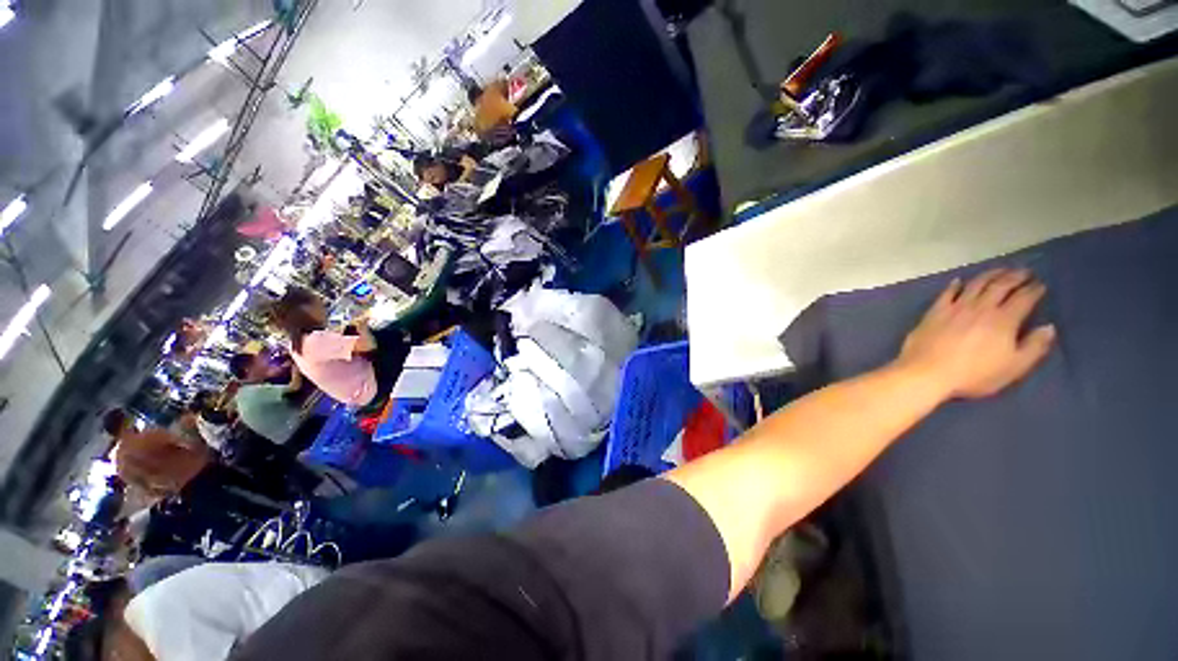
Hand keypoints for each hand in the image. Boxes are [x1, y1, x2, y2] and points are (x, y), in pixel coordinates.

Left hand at [896, 269, 1055, 399]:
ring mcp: (955, 308)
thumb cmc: (974, 374)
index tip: (1041, 284)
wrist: (927, 372)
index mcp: (1003, 320)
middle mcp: (980, 308)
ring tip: (1000, 270)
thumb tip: (1049, 327)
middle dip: (1015, 276)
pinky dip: (954, 285)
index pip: (1023, 298)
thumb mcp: (1013, 367)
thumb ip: (1034, 347)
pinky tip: (958, 280)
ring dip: (990, 274)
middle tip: (1025, 271)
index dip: (1034, 290)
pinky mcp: (934, 312)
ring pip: (976, 284)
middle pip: (1000, 285)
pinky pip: (946, 293)